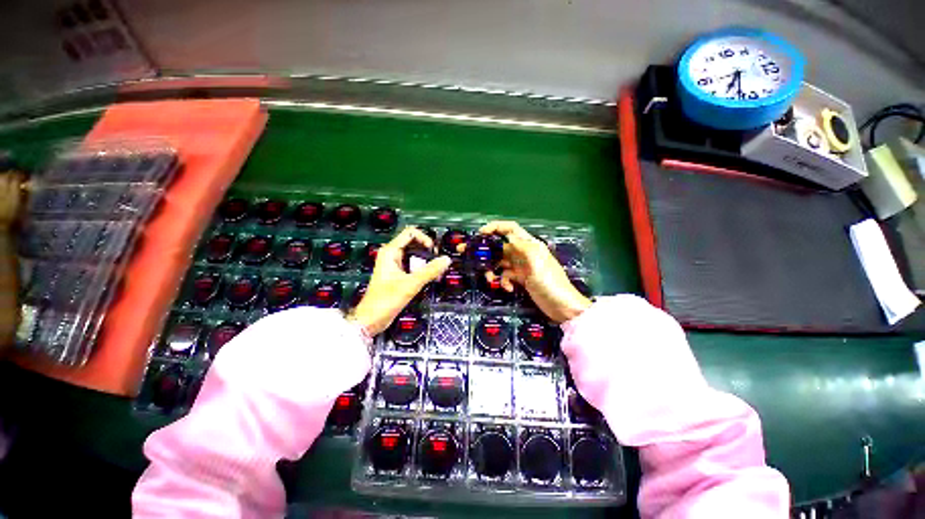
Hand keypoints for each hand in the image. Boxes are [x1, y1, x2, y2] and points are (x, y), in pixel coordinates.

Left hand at [349, 226, 451, 334]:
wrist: (371, 319)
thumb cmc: (386, 300)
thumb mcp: (410, 284)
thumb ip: (430, 271)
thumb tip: (446, 260)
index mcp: (390, 252)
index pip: (410, 232)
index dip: (424, 238)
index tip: (433, 250)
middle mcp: (392, 255)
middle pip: (414, 243)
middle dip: (428, 251)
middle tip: (437, 262)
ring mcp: (395, 265)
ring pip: (415, 256)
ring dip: (427, 261)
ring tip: (436, 271)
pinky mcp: (398, 275)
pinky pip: (413, 266)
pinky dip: (423, 269)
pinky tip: (431, 277)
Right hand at [474, 221, 591, 322]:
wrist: (563, 307)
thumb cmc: (550, 283)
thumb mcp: (536, 263)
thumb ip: (521, 247)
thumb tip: (506, 238)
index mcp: (529, 245)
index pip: (510, 229)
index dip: (495, 227)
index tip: (480, 234)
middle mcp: (524, 253)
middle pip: (500, 246)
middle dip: (485, 250)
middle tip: (466, 254)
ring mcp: (521, 267)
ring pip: (500, 263)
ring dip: (492, 270)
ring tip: (488, 280)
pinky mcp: (521, 279)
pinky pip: (505, 276)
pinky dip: (503, 282)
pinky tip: (507, 288)